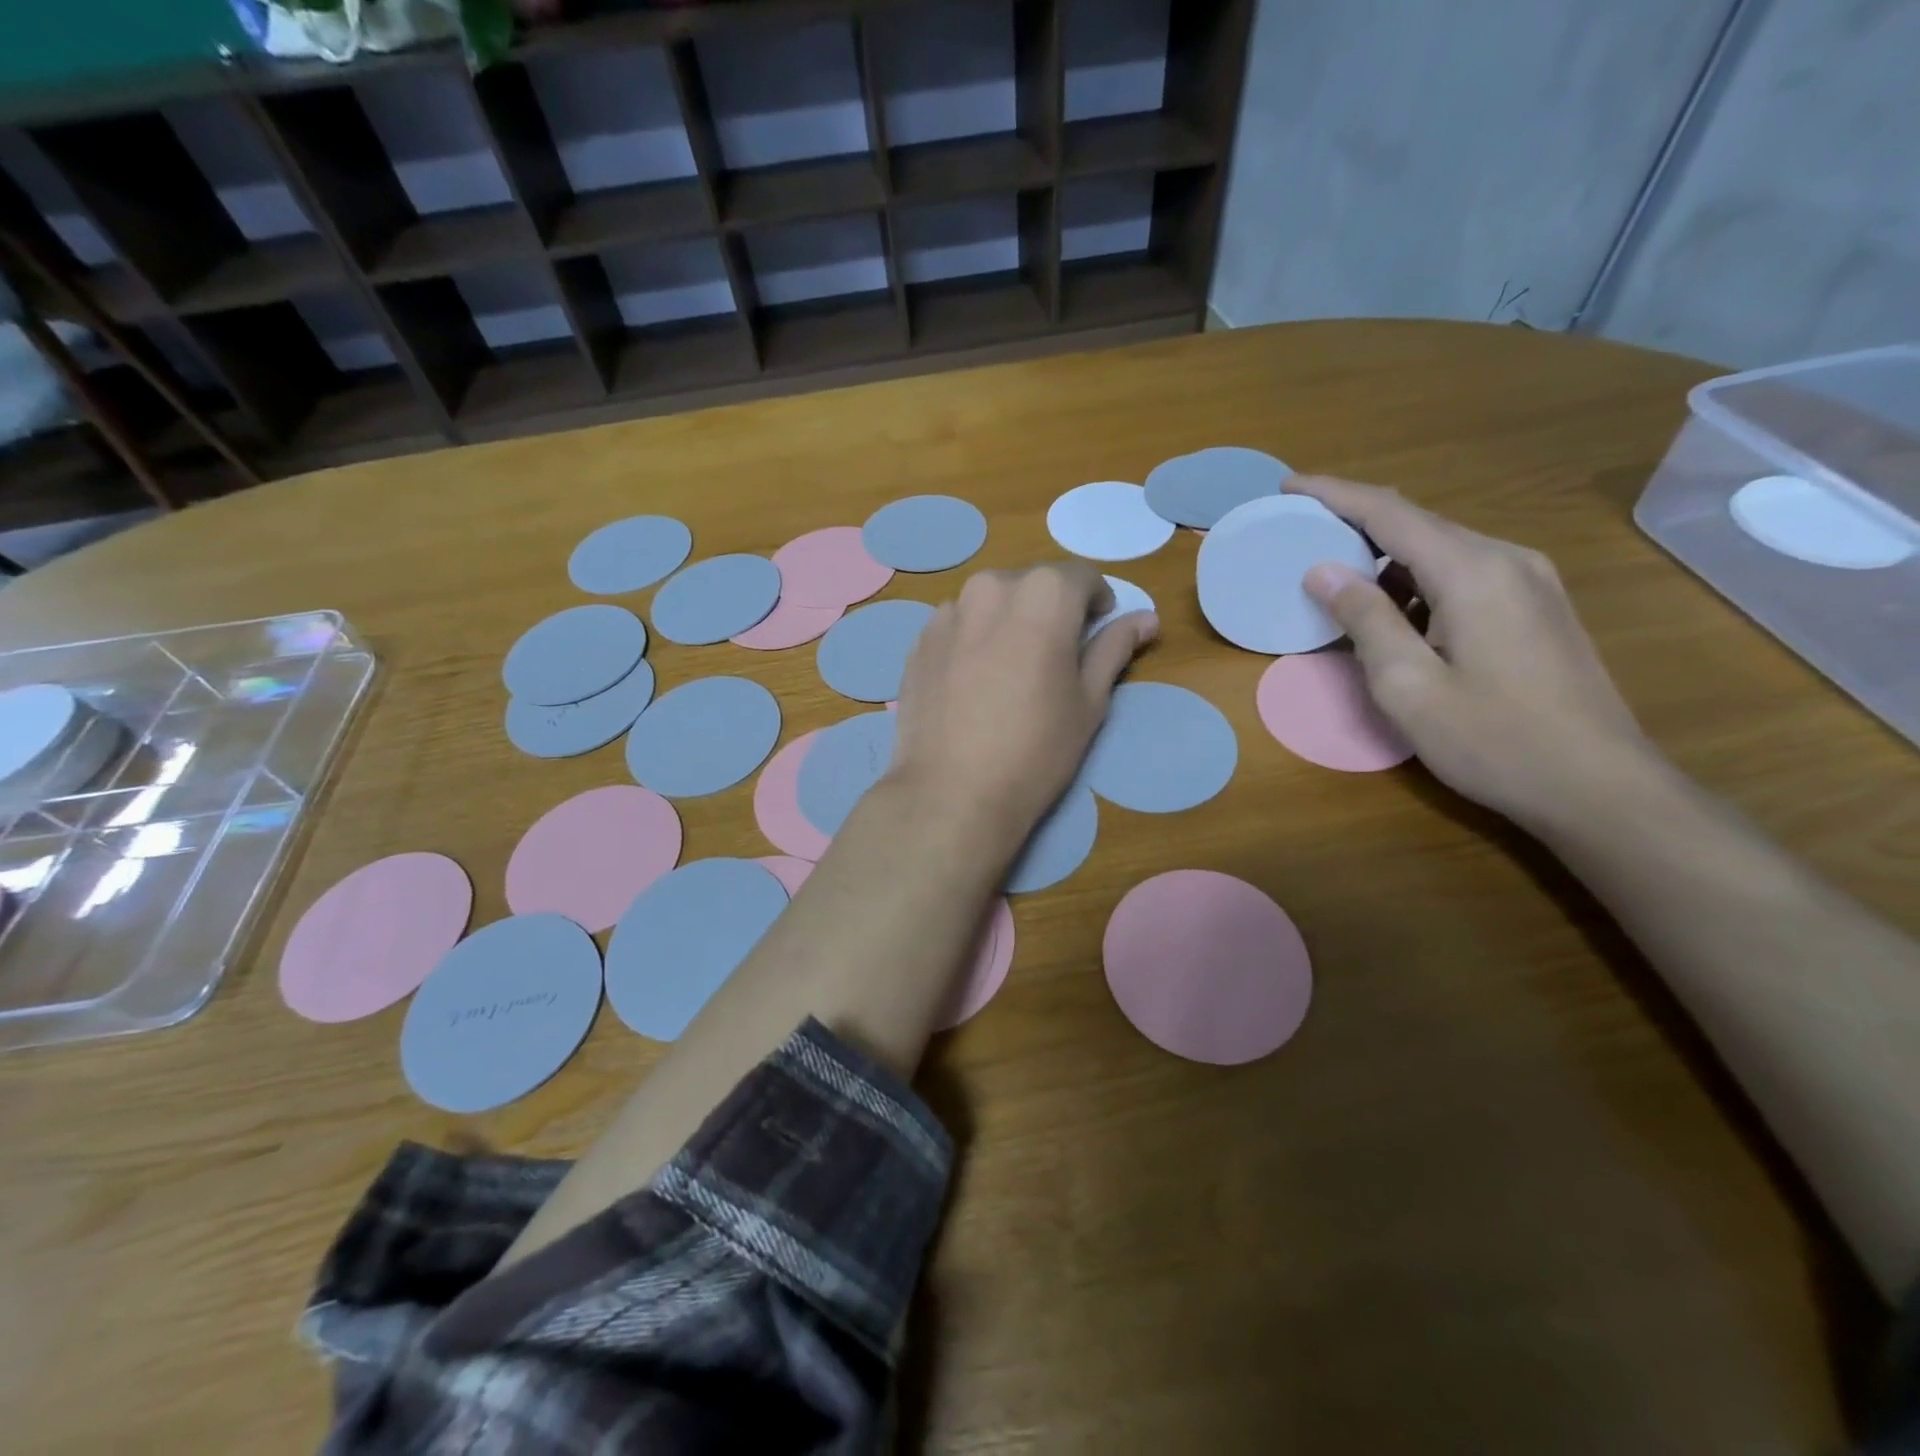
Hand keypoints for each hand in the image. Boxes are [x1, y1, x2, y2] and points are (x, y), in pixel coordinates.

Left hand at [890, 563, 1157, 846]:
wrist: (951, 792)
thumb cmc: (1035, 749)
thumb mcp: (1089, 701)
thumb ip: (1115, 648)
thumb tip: (1145, 618)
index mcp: (1042, 593)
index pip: (1081, 576)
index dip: (1096, 602)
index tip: (1096, 632)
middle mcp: (990, 587)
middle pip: (1032, 585)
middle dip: (1050, 610)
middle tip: (1055, 657)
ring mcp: (947, 613)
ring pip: (991, 604)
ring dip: (1008, 623)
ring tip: (1010, 673)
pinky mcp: (918, 642)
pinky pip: (958, 627)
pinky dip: (973, 641)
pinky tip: (974, 686)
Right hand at [1291, 475, 1658, 830]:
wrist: (1600, 787)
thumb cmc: (1494, 741)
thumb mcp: (1408, 686)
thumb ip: (1364, 620)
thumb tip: (1323, 569)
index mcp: (1472, 571)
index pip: (1390, 512)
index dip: (1335, 494)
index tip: (1289, 485)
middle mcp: (1507, 560)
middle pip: (1418, 523)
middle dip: (1355, 523)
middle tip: (1302, 535)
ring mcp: (1530, 583)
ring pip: (1441, 550)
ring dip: (1385, 559)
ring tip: (1337, 581)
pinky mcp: (1537, 608)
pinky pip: (1463, 574)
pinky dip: (1416, 582)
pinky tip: (1394, 615)